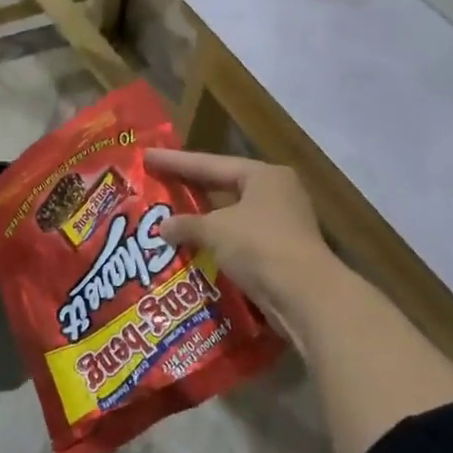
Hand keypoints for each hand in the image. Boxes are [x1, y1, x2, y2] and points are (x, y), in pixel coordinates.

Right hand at [146, 149, 339, 339]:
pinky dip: (215, 242)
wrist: (305, 296)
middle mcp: (276, 193)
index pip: (210, 164)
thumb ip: (186, 224)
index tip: (147, 156)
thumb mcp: (215, 230)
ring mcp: (282, 224)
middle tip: (157, 182)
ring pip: (231, 216)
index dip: (176, 161)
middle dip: (190, 189)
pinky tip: (192, 247)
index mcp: (263, 176)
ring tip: (169, 218)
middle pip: (223, 187)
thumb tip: (162, 227)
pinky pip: (238, 240)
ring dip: (202, 220)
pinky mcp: (280, 252)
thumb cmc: (259, 246)